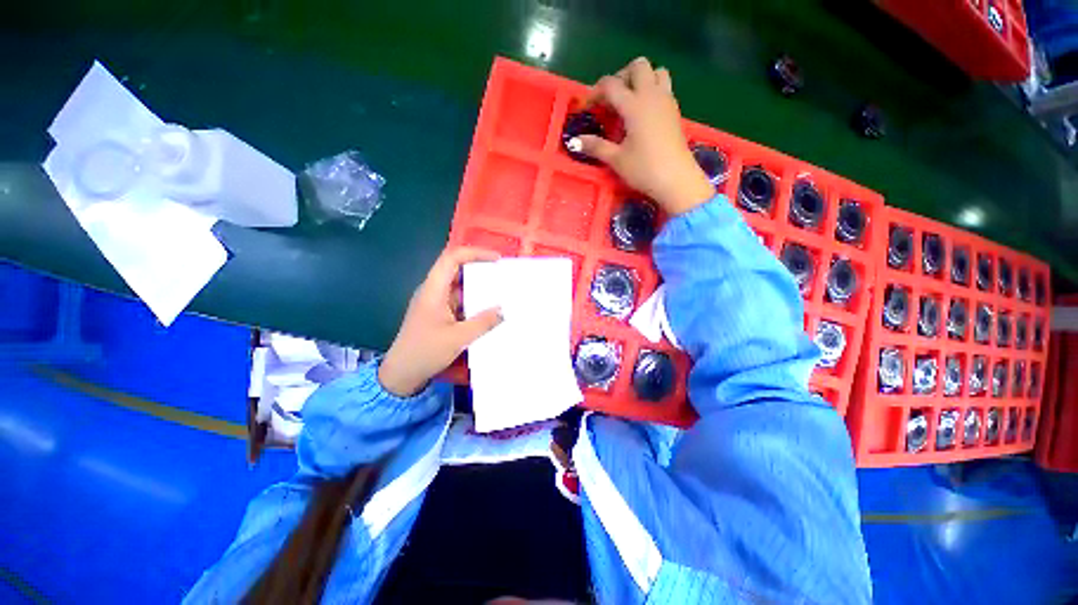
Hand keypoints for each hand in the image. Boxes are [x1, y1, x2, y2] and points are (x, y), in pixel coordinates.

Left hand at [378, 247, 502, 396]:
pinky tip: (488, 307)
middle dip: (480, 267)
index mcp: (433, 290)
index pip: (452, 258)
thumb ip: (483, 323)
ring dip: (478, 285)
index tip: (496, 259)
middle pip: (456, 268)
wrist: (402, 374)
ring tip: (500, 289)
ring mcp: (434, 301)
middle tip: (502, 273)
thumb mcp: (458, 338)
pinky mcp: (438, 312)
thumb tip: (503, 310)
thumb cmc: (425, 352)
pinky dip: (473, 299)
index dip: (474, 253)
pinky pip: (458, 299)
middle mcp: (432, 290)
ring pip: (458, 284)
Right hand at [573, 57, 714, 214]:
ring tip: (629, 103)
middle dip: (620, 77)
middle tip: (611, 100)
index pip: (611, 85)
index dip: (594, 92)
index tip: (585, 108)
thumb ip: (595, 146)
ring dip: (640, 80)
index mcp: (635, 105)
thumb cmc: (644, 169)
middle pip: (638, 66)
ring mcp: (666, 101)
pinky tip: (642, 114)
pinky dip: (651, 91)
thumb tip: (575, 141)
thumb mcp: (616, 160)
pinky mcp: (674, 111)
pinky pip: (663, 87)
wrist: (677, 180)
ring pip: (655, 72)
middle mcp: (652, 95)